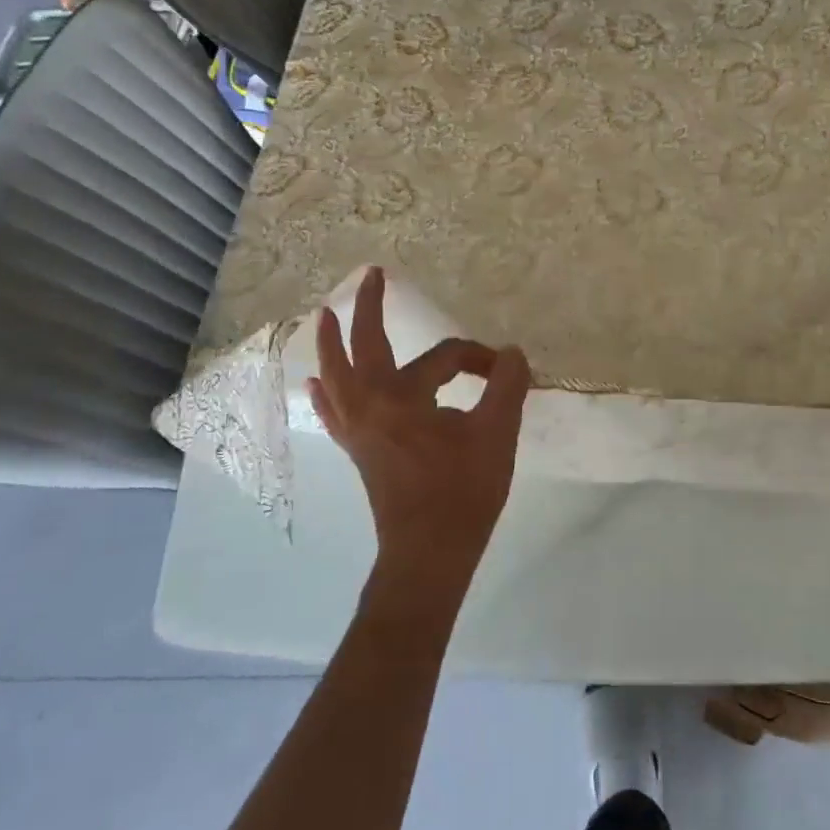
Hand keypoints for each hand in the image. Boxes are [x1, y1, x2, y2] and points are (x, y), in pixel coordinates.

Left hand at [306, 266, 530, 598]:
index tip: (504, 371)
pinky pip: (333, 410)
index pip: (444, 358)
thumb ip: (507, 386)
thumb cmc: (463, 493)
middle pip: (362, 347)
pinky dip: (326, 392)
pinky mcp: (357, 450)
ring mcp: (357, 429)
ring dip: (331, 343)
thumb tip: (512, 352)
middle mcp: (369, 405)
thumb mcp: (496, 434)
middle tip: (371, 276)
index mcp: (402, 397)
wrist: (429, 554)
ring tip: (322, 315)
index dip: (478, 358)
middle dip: (368, 308)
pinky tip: (316, 384)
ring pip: (336, 375)